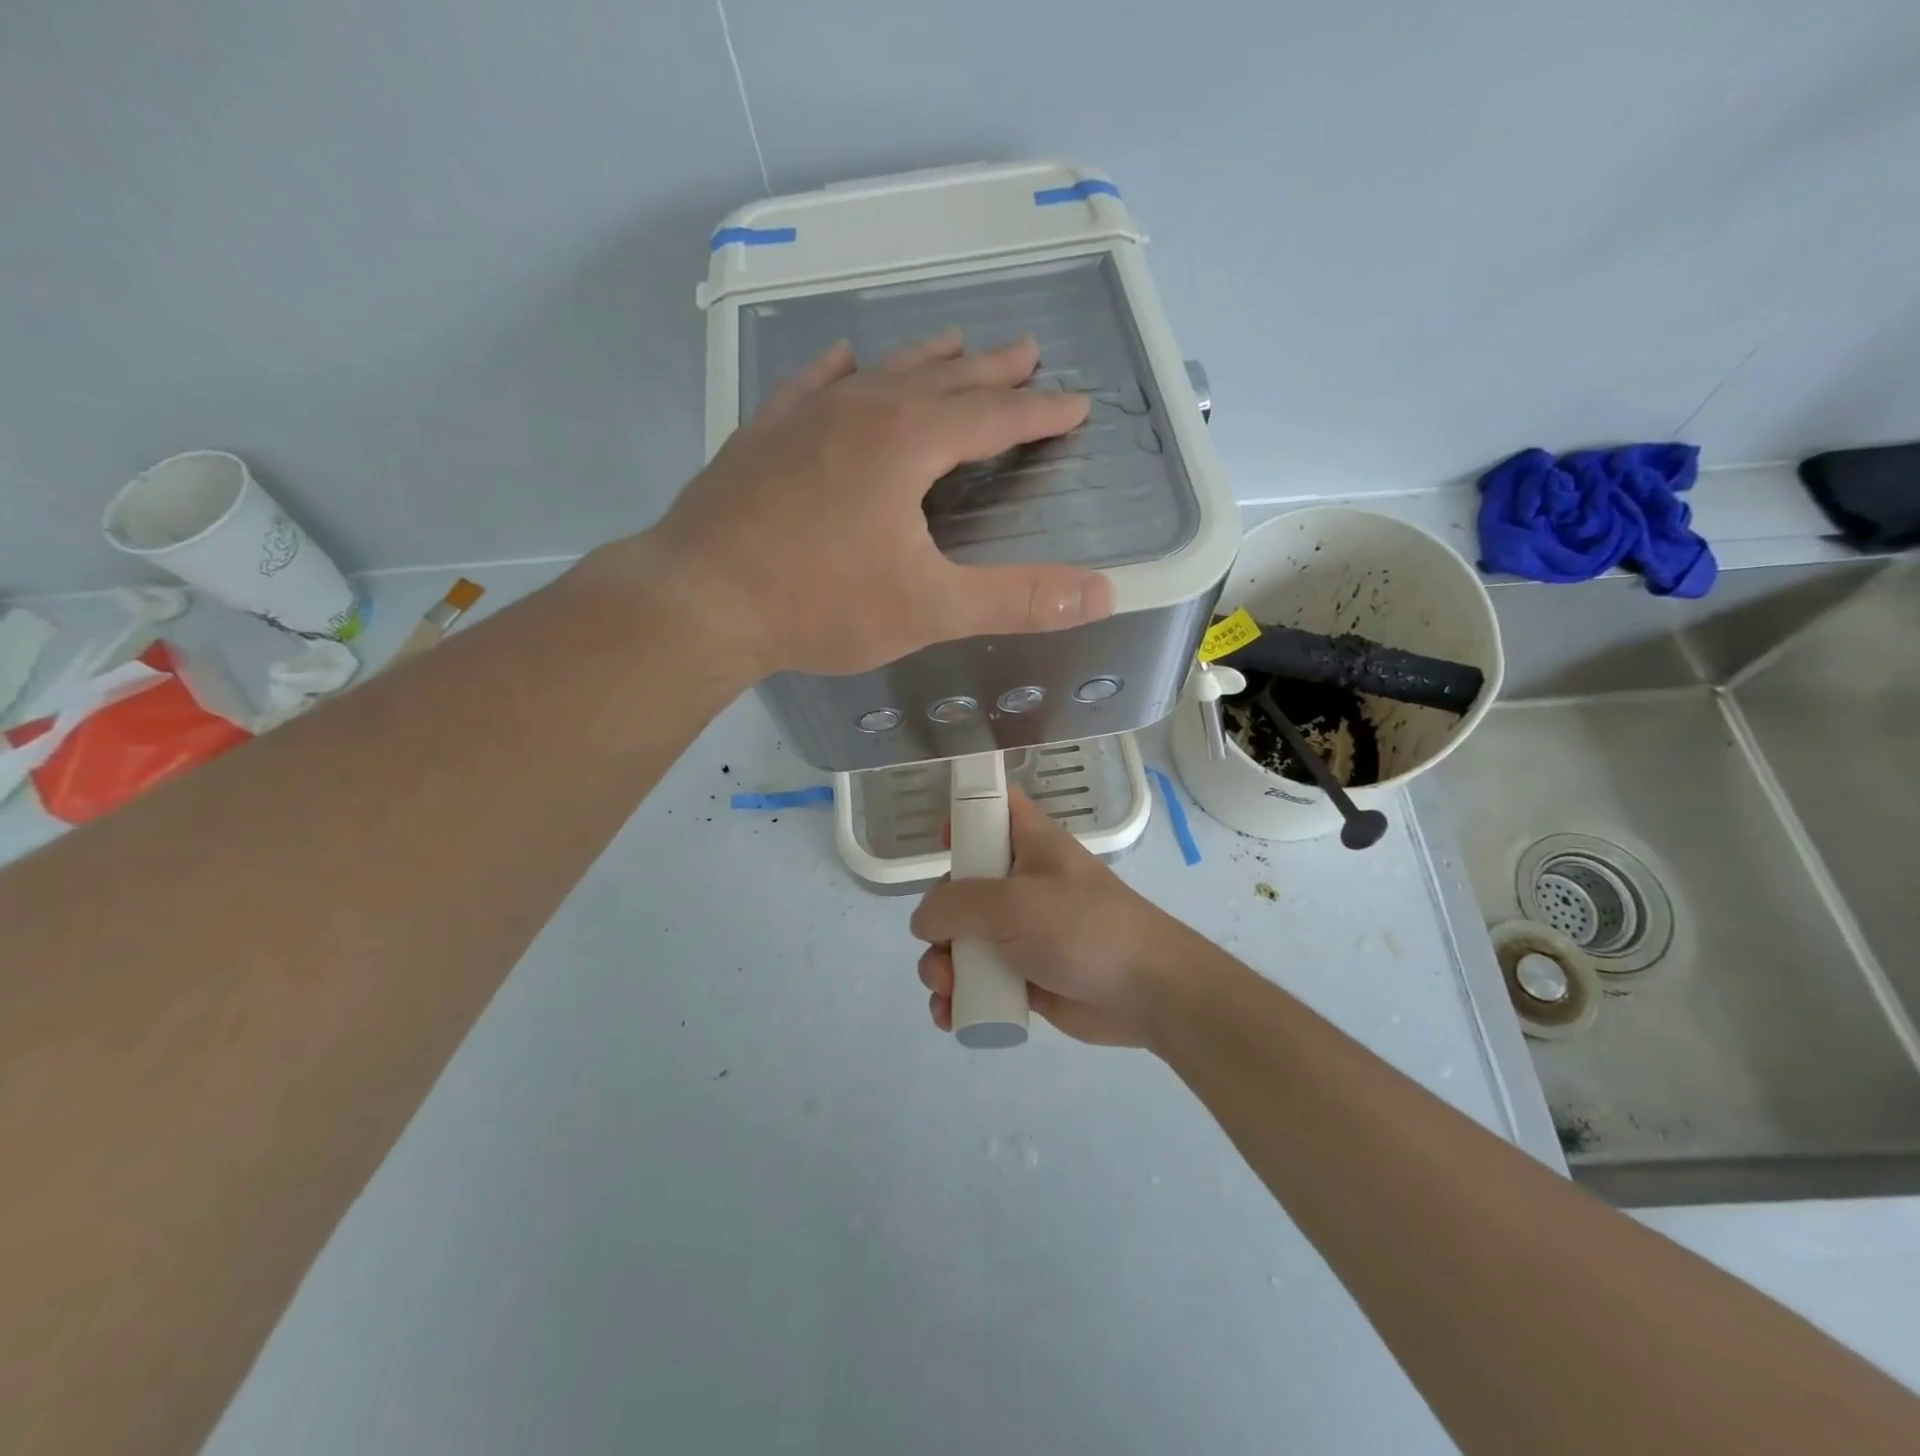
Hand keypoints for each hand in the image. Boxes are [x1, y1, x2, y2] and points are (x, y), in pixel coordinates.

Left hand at [649, 332, 1115, 677]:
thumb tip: (1103, 593)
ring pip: (881, 371)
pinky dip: (840, 370)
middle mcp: (862, 409)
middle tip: (1027, 352)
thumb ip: (1017, 598)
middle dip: (991, 371)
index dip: (1040, 413)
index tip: (1076, 406)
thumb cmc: (820, 603)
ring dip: (926, 360)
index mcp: (908, 442)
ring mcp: (806, 415)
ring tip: (956, 343)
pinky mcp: (764, 434)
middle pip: (943, 379)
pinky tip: (844, 360)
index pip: (994, 417)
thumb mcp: (930, 608)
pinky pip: (812, 384)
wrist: (700, 599)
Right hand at [910, 791, 1211, 1047]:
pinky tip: (950, 1015)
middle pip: (962, 885)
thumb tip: (924, 921)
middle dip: (937, 919)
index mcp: (1029, 844)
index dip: (965, 814)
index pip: (995, 809)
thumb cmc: (1081, 928)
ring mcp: (1023, 932)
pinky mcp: (1025, 976)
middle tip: (939, 944)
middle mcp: (1022, 883)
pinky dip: (960, 996)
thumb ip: (955, 905)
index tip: (941, 840)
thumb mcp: (1012, 904)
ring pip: (963, 940)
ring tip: (946, 989)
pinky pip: (979, 980)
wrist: (1147, 992)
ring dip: (942, 965)